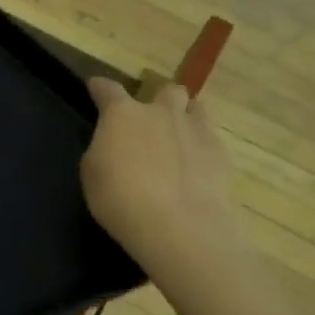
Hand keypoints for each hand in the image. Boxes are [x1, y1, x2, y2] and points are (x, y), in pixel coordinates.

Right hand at [81, 77, 246, 288]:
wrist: (179, 226)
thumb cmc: (121, 198)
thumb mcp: (92, 173)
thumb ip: (103, 149)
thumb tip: (113, 145)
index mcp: (123, 114)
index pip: (108, 89)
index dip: (99, 87)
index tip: (94, 87)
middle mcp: (161, 113)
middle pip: (165, 90)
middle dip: (157, 99)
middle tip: (149, 120)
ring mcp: (196, 130)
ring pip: (196, 107)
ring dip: (185, 116)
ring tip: (178, 136)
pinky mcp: (221, 154)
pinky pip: (211, 139)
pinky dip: (201, 147)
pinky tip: (195, 167)